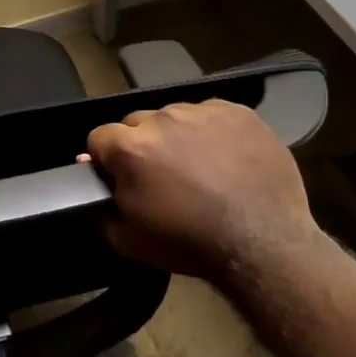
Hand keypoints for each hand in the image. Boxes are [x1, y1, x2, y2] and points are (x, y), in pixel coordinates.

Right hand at [86, 99, 319, 284]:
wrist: (261, 244)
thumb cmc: (188, 243)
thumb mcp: (127, 238)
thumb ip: (101, 204)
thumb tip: (94, 176)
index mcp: (130, 148)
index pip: (100, 136)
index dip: (107, 158)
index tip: (121, 176)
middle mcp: (162, 119)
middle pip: (137, 122)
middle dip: (142, 144)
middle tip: (162, 175)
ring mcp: (203, 112)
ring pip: (175, 116)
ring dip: (177, 136)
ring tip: (198, 167)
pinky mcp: (238, 112)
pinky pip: (211, 114)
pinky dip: (212, 131)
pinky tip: (224, 158)